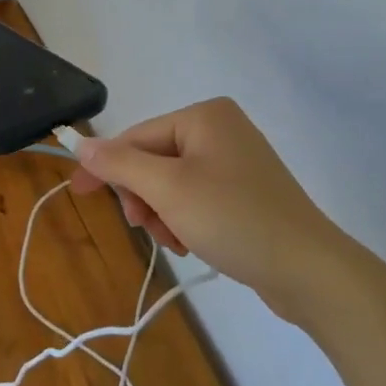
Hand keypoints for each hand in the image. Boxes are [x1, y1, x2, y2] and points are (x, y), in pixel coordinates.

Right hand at [70, 98, 340, 312]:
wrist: (308, 270)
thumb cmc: (233, 218)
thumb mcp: (168, 189)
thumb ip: (120, 164)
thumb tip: (80, 143)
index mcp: (204, 116)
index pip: (138, 137)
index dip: (107, 167)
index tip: (77, 193)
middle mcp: (220, 129)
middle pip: (154, 160)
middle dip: (144, 197)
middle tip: (147, 228)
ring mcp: (235, 160)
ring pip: (172, 183)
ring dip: (163, 213)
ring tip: (176, 241)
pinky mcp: (245, 191)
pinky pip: (196, 197)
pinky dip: (185, 219)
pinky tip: (193, 243)